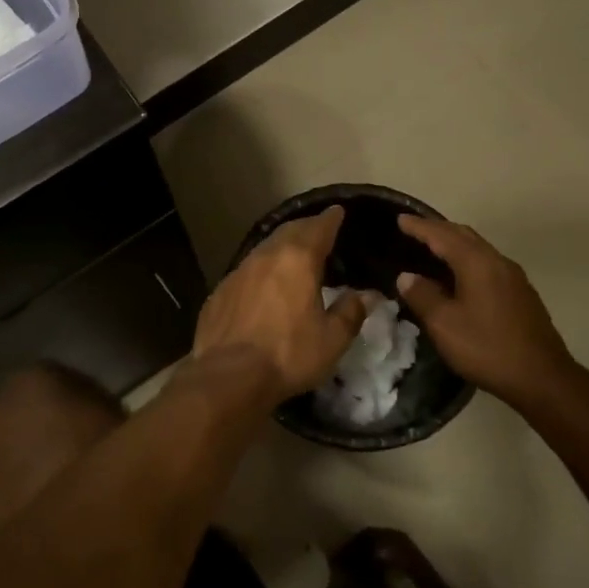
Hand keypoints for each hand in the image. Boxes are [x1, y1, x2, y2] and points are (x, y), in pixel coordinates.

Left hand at [193, 206, 367, 406]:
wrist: (228, 376)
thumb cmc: (288, 354)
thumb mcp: (332, 339)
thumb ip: (351, 312)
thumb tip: (368, 295)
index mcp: (298, 260)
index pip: (319, 228)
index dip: (331, 219)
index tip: (338, 212)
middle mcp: (266, 256)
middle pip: (290, 231)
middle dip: (307, 227)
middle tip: (319, 228)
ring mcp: (239, 271)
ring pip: (265, 248)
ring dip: (282, 245)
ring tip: (293, 252)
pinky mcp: (221, 291)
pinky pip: (246, 270)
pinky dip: (261, 268)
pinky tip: (263, 283)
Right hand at [394, 214, 584, 411]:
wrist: (542, 377)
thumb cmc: (487, 348)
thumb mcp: (444, 324)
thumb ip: (422, 296)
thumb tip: (407, 276)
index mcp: (477, 263)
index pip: (443, 236)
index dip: (420, 227)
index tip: (401, 219)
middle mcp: (497, 262)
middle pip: (464, 235)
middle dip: (438, 229)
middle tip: (414, 228)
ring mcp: (514, 277)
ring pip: (479, 248)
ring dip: (455, 243)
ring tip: (434, 247)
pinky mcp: (521, 294)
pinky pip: (488, 263)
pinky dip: (468, 258)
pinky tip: (460, 275)